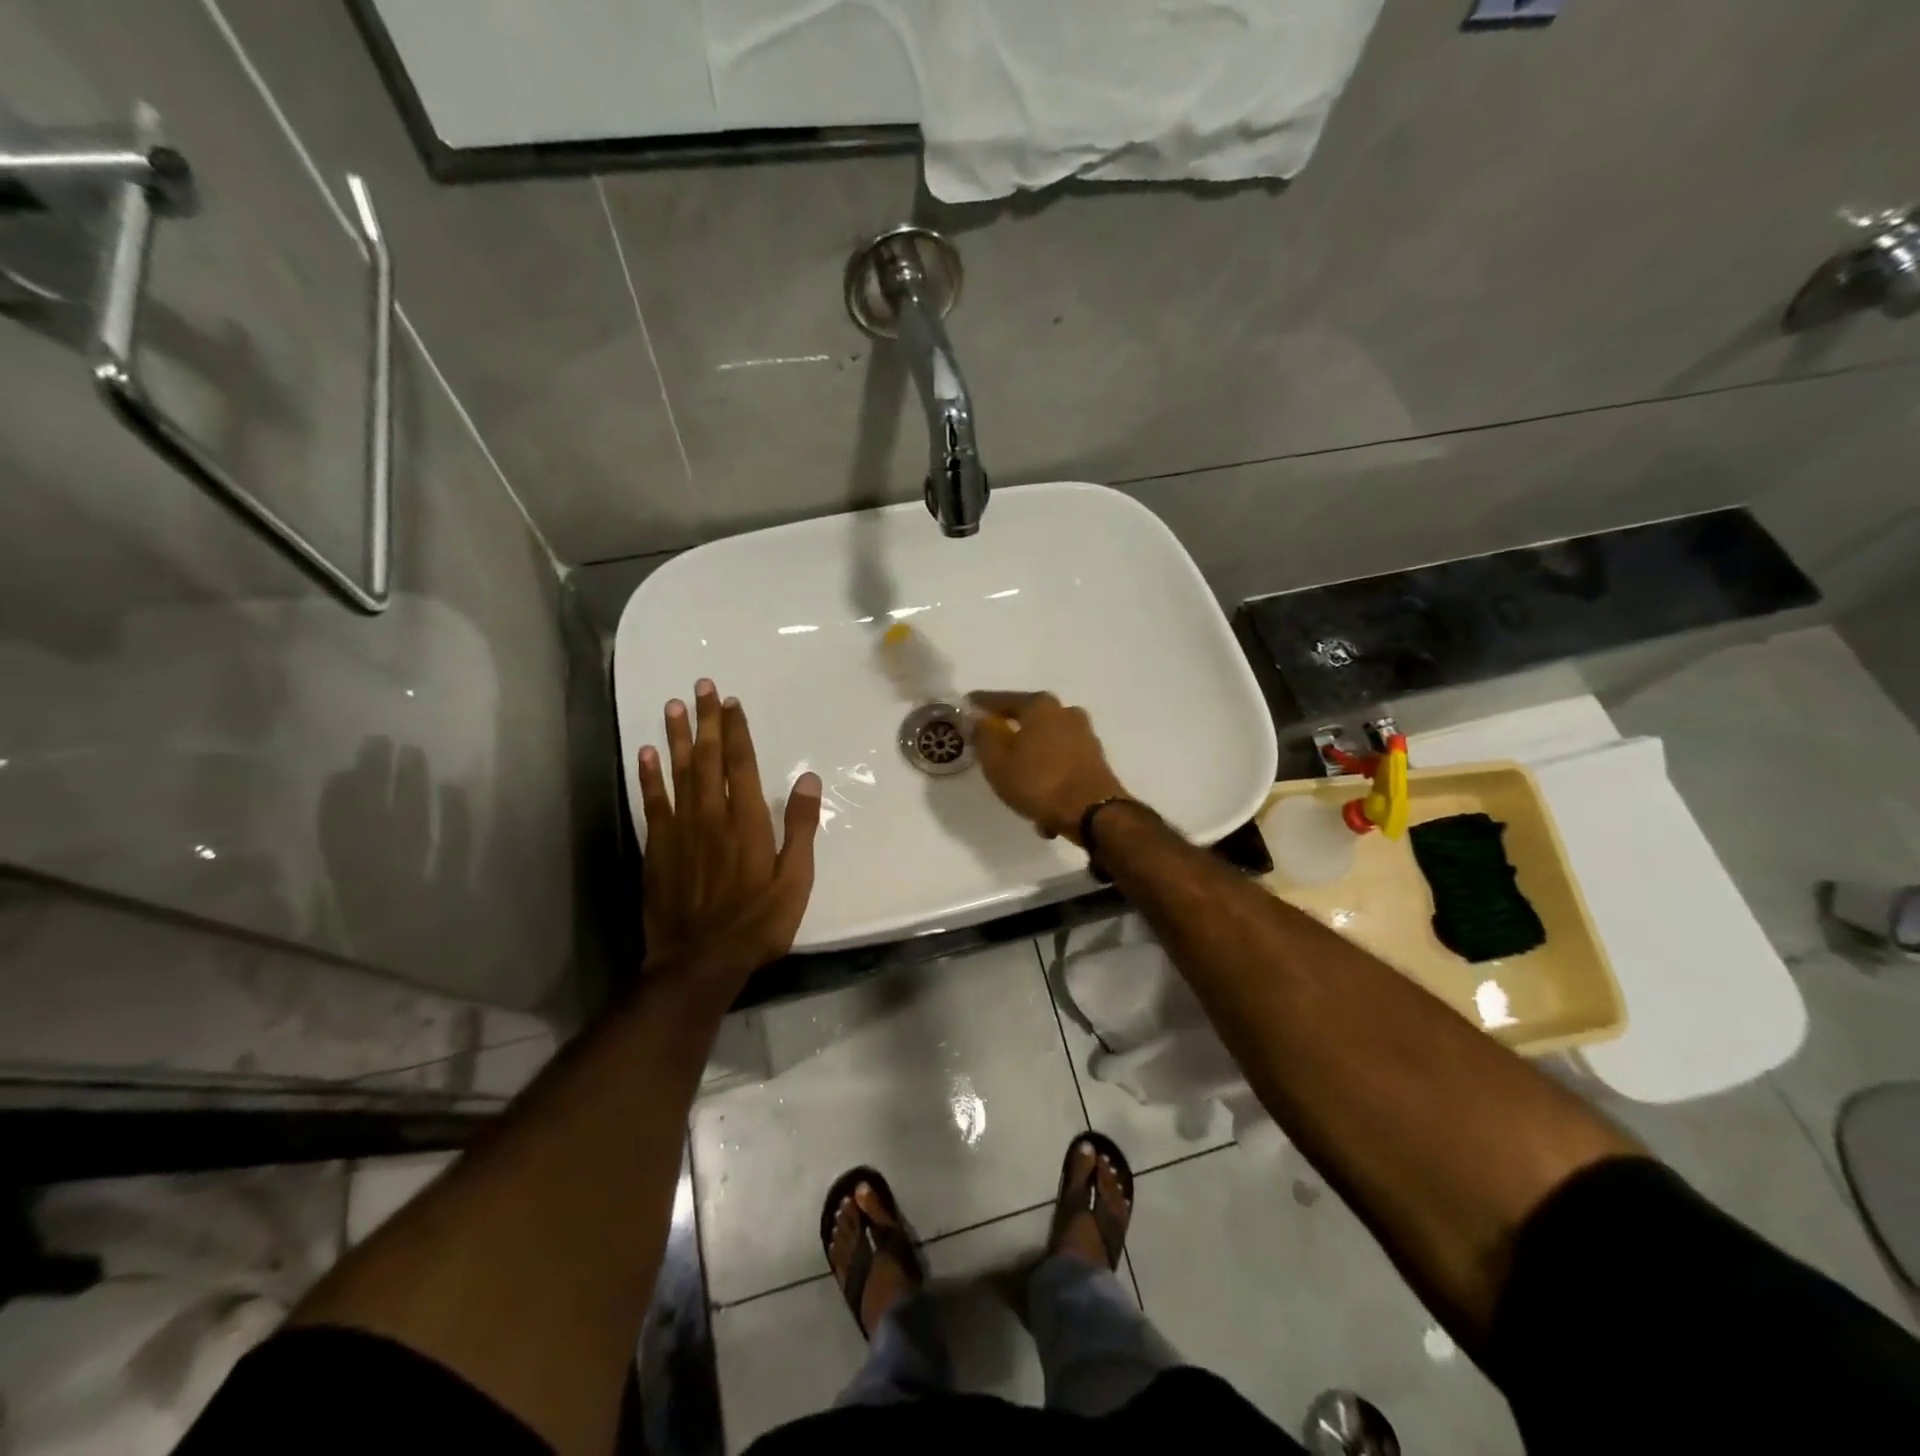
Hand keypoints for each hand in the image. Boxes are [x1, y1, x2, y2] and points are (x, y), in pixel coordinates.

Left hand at [637, 680, 822, 990]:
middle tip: (702, 687)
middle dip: (707, 721)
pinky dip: (649, 776)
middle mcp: (711, 815)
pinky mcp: (657, 848)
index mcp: (747, 821)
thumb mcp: (795, 880)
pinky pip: (652, 802)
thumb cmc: (757, 923)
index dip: (737, 731)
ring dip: (678, 737)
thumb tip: (807, 778)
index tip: (732, 702)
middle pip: (709, 759)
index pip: (741, 764)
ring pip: (679, 773)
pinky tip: (646, 753)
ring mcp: (680, 830)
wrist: (700, 961)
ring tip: (673, 706)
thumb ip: (800, 827)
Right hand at [967, 690, 1130, 844]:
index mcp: (1040, 706)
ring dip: (1032, 763)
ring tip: (1019, 789)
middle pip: (1028, 721)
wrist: (1093, 812)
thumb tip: (979, 722)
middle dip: (1010, 736)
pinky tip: (1042, 803)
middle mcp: (1065, 713)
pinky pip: (1061, 763)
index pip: (1002, 700)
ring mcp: (1084, 735)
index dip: (981, 705)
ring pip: (1046, 746)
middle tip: (992, 750)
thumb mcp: (997, 763)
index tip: (967, 706)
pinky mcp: (1095, 758)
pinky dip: (1050, 777)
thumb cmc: (1039, 782)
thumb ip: (984, 738)